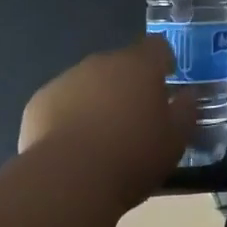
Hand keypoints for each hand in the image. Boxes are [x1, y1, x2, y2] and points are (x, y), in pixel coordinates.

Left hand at [18, 35, 191, 185]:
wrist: (69, 179)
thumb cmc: (133, 155)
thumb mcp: (175, 139)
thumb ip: (186, 111)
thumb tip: (187, 96)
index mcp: (139, 65)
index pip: (157, 47)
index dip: (164, 62)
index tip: (167, 84)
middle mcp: (102, 63)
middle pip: (121, 65)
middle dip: (129, 84)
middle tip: (136, 119)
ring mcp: (67, 80)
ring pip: (90, 83)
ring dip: (98, 100)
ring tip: (103, 138)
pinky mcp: (39, 102)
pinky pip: (63, 103)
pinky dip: (70, 117)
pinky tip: (74, 147)